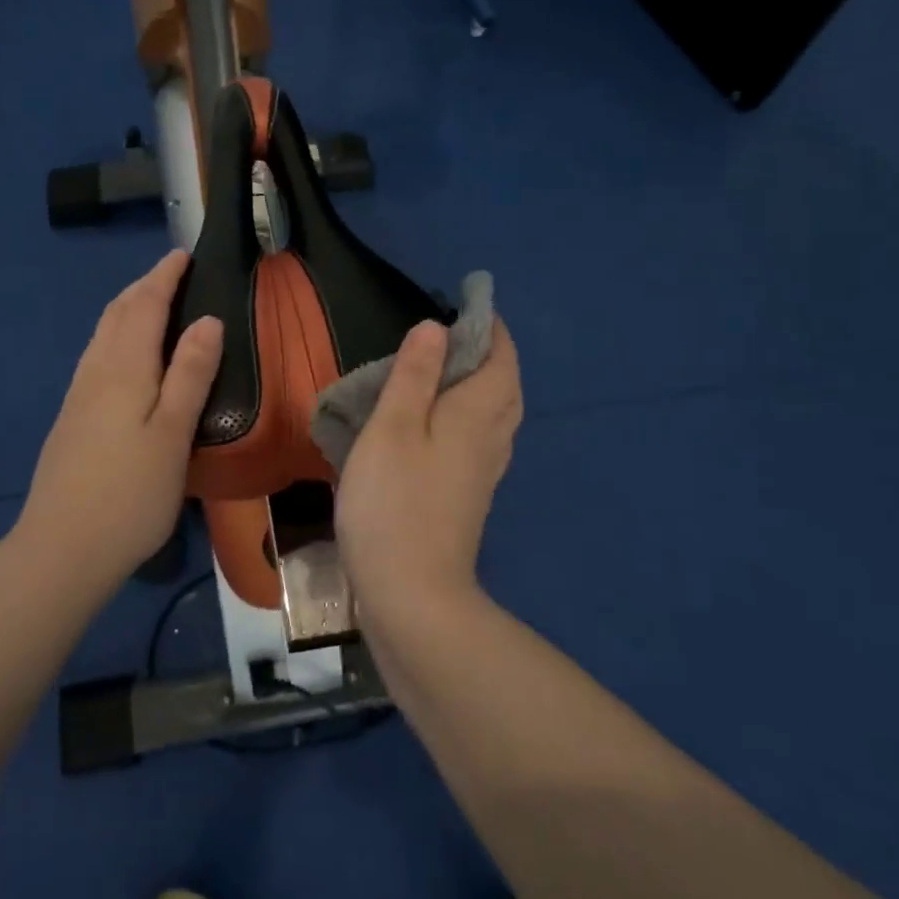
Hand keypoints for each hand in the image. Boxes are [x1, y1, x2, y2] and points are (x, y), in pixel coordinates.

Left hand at [11, 251, 222, 595]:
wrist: (60, 550)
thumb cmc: (129, 494)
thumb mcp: (172, 434)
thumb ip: (190, 375)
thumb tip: (208, 320)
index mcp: (123, 369)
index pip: (144, 306)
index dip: (164, 277)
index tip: (184, 254)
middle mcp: (96, 372)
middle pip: (118, 314)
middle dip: (144, 286)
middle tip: (172, 273)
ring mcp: (78, 396)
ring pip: (103, 334)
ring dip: (127, 308)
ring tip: (152, 303)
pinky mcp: (72, 419)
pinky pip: (97, 356)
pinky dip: (117, 335)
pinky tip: (126, 355)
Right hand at [335, 317, 523, 619]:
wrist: (412, 595)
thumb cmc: (394, 502)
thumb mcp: (392, 428)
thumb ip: (413, 375)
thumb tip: (436, 329)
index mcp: (475, 414)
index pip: (499, 358)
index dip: (489, 327)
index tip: (470, 303)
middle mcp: (490, 439)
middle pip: (506, 386)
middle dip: (492, 354)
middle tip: (460, 333)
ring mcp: (483, 472)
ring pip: (498, 415)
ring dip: (485, 384)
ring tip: (451, 369)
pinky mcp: (469, 497)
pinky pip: (482, 439)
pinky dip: (472, 415)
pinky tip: (443, 423)